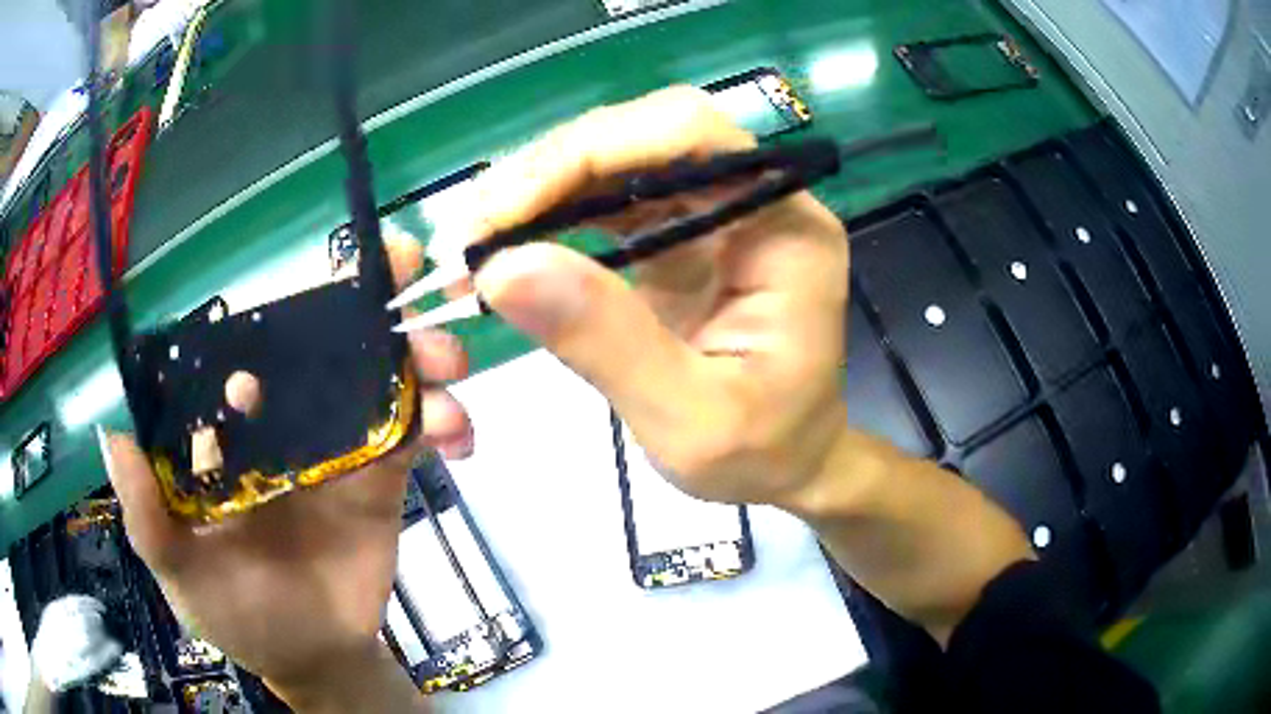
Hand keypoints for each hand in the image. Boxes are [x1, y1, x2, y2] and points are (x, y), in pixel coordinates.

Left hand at [100, 237, 466, 710]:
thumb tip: (113, 434)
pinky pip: (419, 438)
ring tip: (450, 370)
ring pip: (385, 383)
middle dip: (375, 308)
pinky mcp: (383, 480)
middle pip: (332, 349)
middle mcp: (287, 421)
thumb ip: (147, 513)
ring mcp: (340, 447)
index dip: (290, 304)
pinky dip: (445, 424)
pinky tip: (462, 439)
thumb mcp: (179, 571)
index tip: (330, 276)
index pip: (258, 347)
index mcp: (235, 428)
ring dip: (423, 361)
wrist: (311, 656)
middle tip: (412, 278)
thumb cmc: (236, 612)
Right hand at [427, 86, 848, 506]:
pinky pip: (606, 200)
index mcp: (786, 227)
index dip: (588, 153)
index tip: (500, 211)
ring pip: (615, 161)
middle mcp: (755, 198)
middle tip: (466, 231)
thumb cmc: (761, 454)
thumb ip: (608, 342)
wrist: (785, 464)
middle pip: (643, 136)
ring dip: (535, 192)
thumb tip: (502, 267)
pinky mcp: (679, 232)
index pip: (687, 136)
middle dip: (547, 172)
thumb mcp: (690, 422)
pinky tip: (504, 246)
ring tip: (469, 241)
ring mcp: (715, 210)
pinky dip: (547, 217)